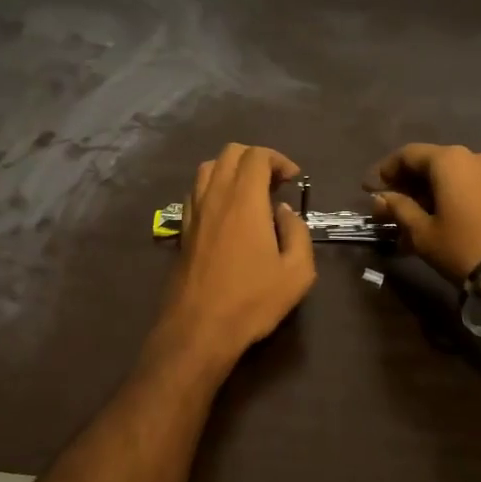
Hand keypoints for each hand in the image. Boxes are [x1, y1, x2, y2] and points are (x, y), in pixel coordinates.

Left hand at [150, 144, 316, 376]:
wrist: (198, 328)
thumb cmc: (252, 300)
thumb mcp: (297, 272)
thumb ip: (297, 232)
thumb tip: (284, 212)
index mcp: (244, 200)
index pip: (257, 156)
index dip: (279, 160)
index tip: (293, 179)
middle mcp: (215, 196)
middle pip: (230, 153)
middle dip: (256, 159)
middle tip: (275, 184)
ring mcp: (194, 212)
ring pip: (208, 168)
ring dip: (231, 170)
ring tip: (250, 194)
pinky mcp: (183, 229)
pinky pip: (196, 191)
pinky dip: (213, 188)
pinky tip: (226, 213)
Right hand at [364, 143, 480, 283]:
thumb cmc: (466, 247)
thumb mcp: (423, 232)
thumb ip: (399, 210)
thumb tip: (380, 198)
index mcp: (448, 159)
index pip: (407, 155)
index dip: (385, 171)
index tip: (369, 190)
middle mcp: (472, 156)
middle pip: (430, 164)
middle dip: (406, 186)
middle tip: (388, 209)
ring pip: (451, 178)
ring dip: (428, 196)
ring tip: (411, 223)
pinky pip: (469, 188)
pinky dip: (449, 200)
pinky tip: (439, 224)